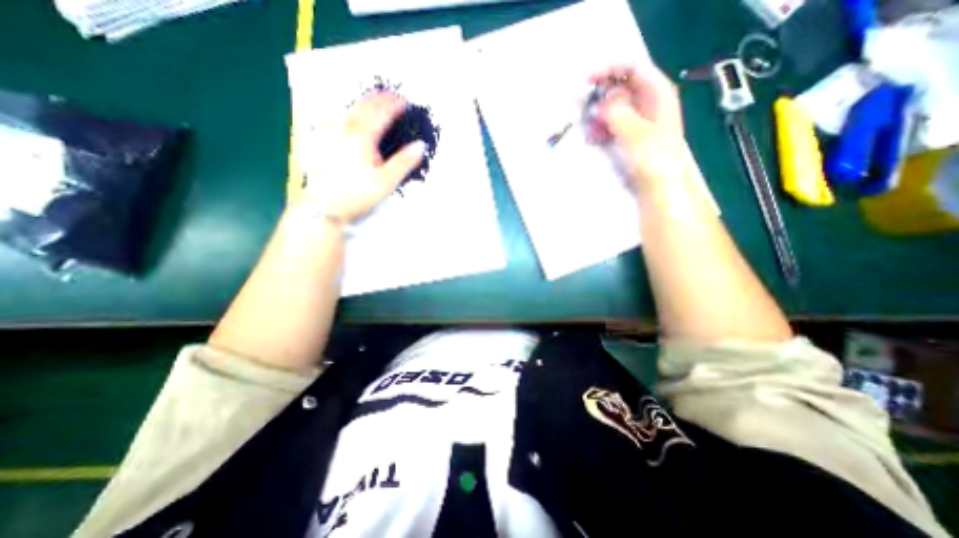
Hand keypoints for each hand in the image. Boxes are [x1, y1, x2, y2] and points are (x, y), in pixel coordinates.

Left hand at [303, 92, 426, 221]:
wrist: (327, 205)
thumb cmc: (358, 194)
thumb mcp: (386, 181)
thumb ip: (404, 162)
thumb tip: (420, 146)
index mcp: (362, 137)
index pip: (381, 113)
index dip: (394, 105)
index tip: (405, 101)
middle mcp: (346, 130)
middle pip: (364, 106)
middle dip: (380, 98)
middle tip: (392, 95)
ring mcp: (333, 134)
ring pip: (350, 110)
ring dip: (365, 103)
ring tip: (375, 101)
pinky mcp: (326, 142)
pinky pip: (337, 119)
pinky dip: (348, 113)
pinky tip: (347, 116)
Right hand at [589, 65, 692, 190]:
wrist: (659, 185)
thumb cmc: (652, 157)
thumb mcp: (634, 130)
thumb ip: (615, 111)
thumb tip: (599, 102)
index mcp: (657, 93)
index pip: (633, 68)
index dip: (610, 71)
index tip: (587, 82)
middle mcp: (648, 103)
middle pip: (621, 88)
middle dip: (600, 97)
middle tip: (582, 108)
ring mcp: (638, 121)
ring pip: (614, 109)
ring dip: (598, 116)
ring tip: (587, 128)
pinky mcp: (629, 138)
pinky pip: (612, 126)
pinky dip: (601, 129)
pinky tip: (592, 138)